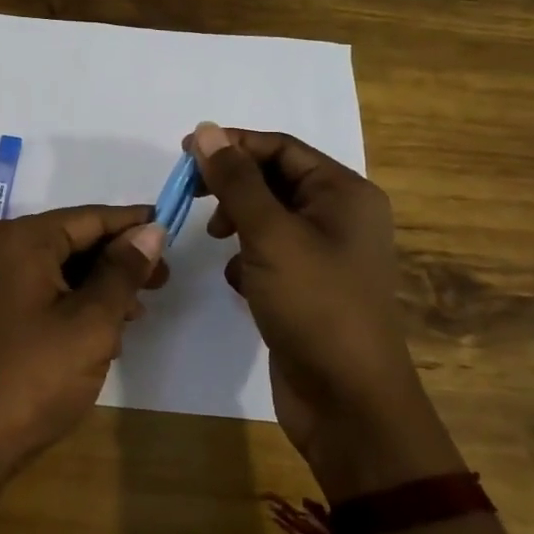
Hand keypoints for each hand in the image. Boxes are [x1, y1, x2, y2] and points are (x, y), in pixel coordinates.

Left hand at [0, 206, 166, 492]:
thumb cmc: (33, 377)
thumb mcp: (91, 323)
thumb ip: (123, 272)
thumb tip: (150, 230)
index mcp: (19, 239)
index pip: (88, 218)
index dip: (133, 224)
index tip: (171, 230)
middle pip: (70, 239)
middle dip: (117, 259)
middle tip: (162, 282)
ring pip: (56, 267)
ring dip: (97, 285)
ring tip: (136, 313)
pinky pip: (37, 289)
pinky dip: (71, 302)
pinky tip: (100, 331)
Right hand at [187, 122, 461, 496]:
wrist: (349, 402)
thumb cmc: (315, 305)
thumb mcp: (270, 235)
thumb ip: (236, 182)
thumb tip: (206, 131)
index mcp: (344, 193)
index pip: (280, 148)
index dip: (232, 145)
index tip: (185, 153)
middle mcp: (340, 216)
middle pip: (274, 180)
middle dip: (232, 186)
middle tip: (190, 195)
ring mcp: (326, 255)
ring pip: (269, 218)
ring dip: (238, 222)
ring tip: (217, 241)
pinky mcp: (309, 287)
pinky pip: (271, 253)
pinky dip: (248, 259)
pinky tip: (238, 283)